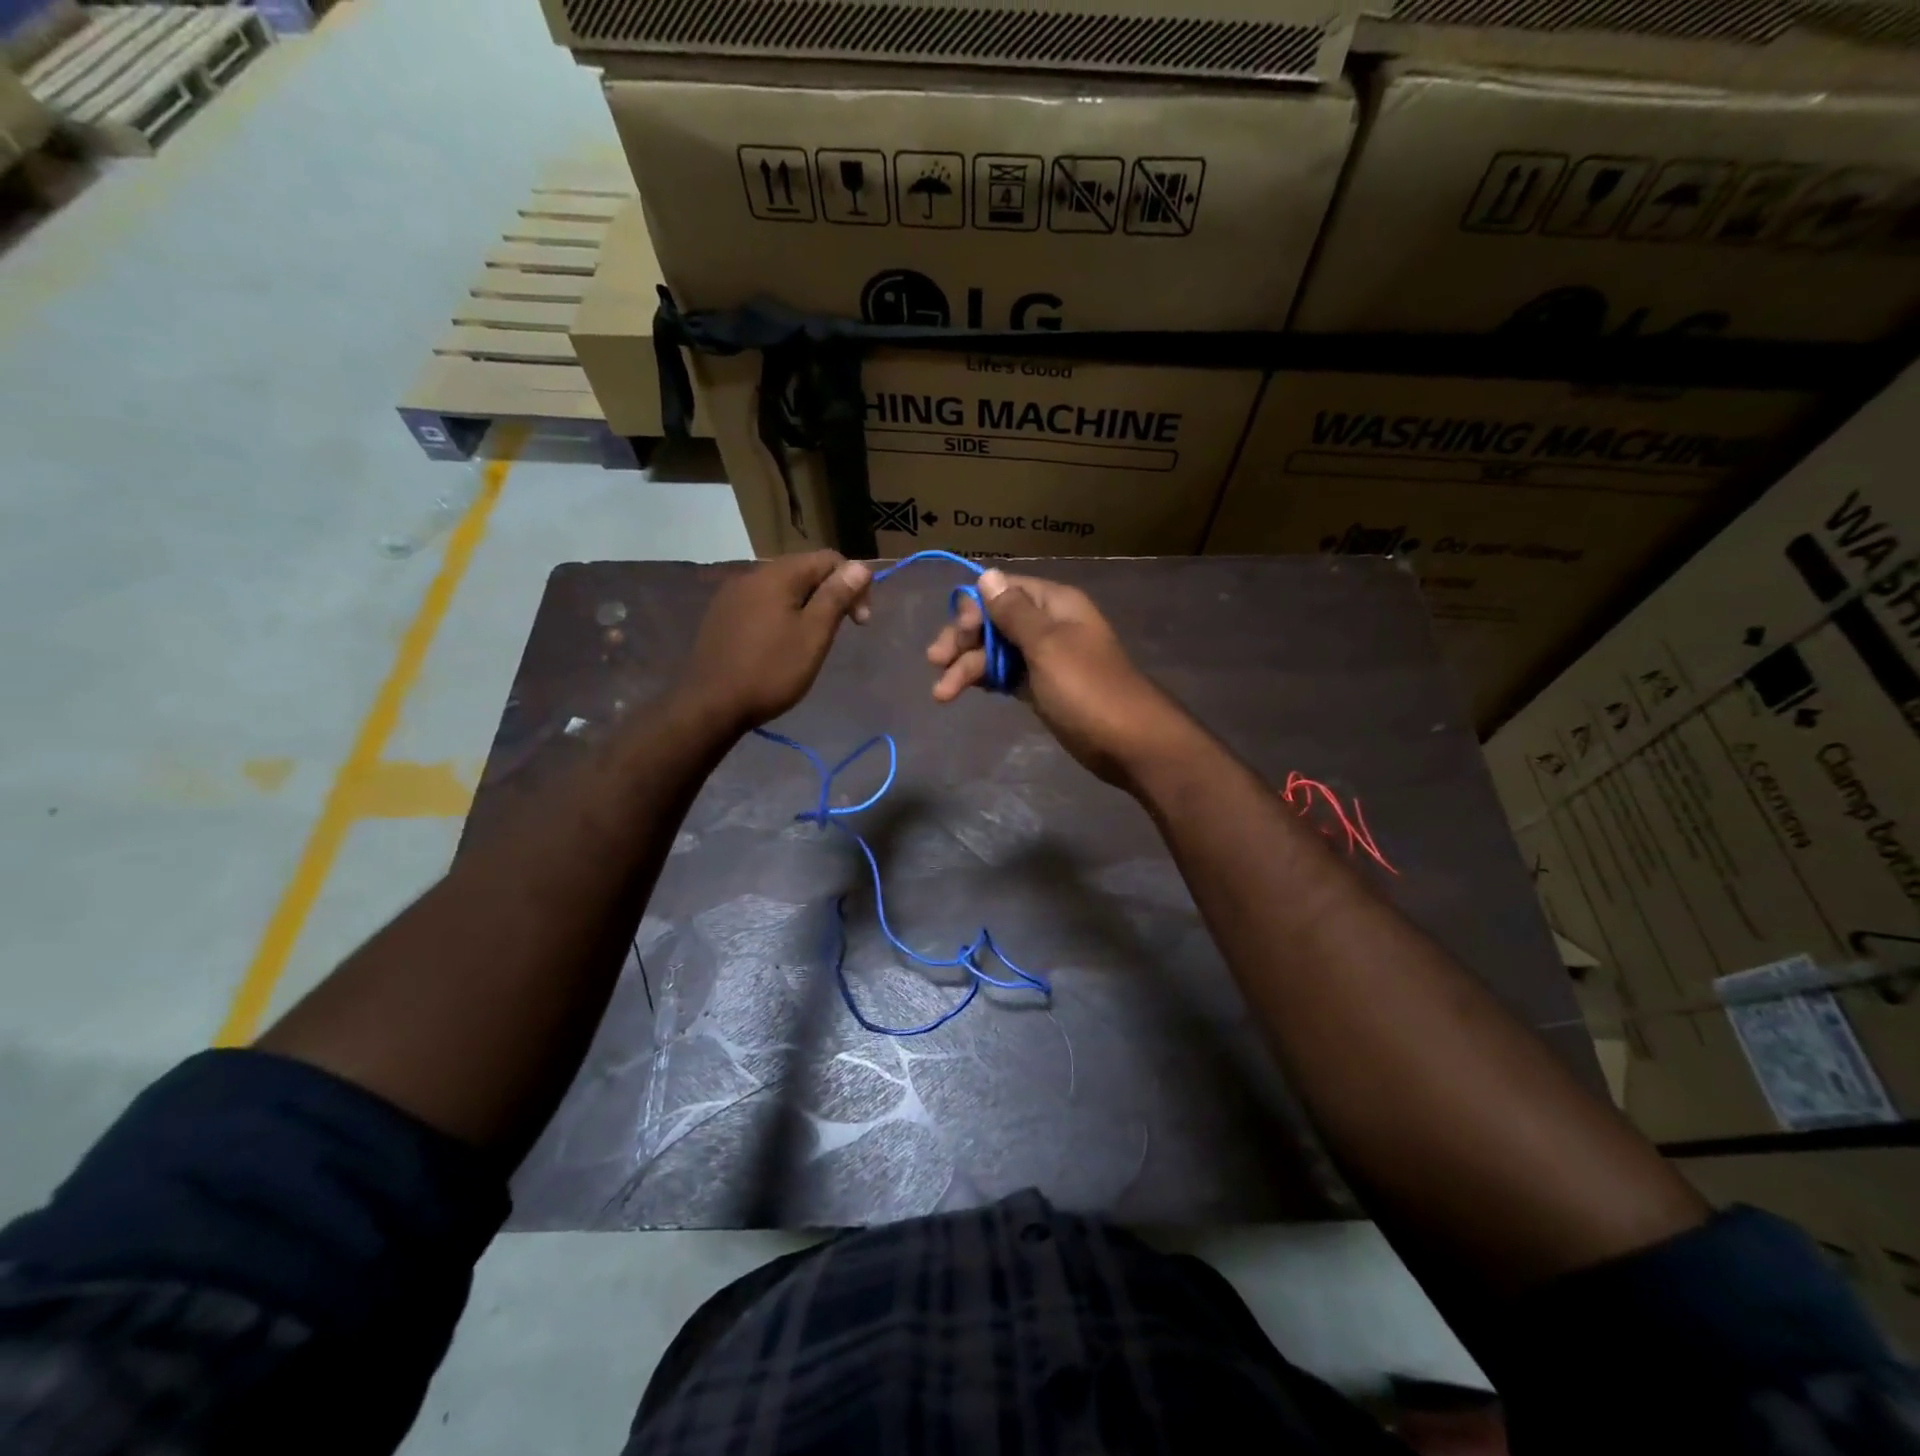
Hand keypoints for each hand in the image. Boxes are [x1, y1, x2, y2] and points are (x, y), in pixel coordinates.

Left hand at [680, 552, 871, 730]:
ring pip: (782, 589)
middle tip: (840, 631)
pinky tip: (780, 644)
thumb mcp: (813, 635)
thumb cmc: (771, 671)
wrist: (710, 705)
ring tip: (812, 640)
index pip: (828, 559)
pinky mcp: (722, 616)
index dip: (853, 584)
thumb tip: (859, 566)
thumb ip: (836, 596)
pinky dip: (781, 615)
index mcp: (778, 575)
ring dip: (806, 606)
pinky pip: (762, 604)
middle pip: (804, 571)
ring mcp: (732, 595)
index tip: (860, 622)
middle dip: (830, 594)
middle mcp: (752, 575)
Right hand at [926, 570, 1187, 785]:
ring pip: (995, 651)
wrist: (1127, 742)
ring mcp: (1043, 658)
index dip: (974, 608)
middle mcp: (1047, 625)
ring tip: (942, 695)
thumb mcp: (1047, 645)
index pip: (1002, 590)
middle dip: (963, 640)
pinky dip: (984, 680)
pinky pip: (1005, 674)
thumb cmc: (1087, 688)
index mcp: (1054, 604)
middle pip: (994, 621)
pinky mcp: (1040, 687)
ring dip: (967, 667)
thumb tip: (987, 574)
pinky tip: (962, 691)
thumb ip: (1014, 612)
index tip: (959, 634)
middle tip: (936, 663)